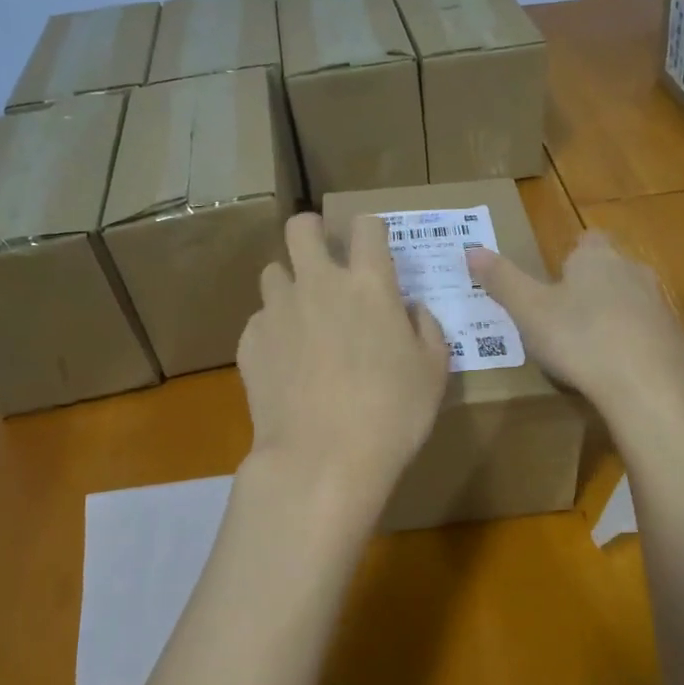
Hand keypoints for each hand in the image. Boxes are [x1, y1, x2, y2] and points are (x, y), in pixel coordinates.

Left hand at [238, 212, 450, 501]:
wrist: (322, 459)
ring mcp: (278, 310)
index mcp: (368, 284)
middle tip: (325, 259)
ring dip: (290, 284)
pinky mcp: (250, 341)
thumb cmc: (392, 414)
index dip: (371, 231)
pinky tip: (286, 363)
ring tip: (304, 318)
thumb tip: (410, 310)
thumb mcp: (433, 371)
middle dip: (313, 232)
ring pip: (273, 272)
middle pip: (301, 227)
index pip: (366, 226)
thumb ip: (426, 328)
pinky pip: (260, 320)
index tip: (374, 250)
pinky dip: (273, 330)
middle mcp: (318, 283)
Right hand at [466, 231, 683, 421]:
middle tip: (565, 318)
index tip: (555, 282)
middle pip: (611, 269)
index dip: (572, 257)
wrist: (648, 386)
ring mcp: (660, 305)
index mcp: (596, 258)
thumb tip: (471, 249)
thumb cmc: (579, 339)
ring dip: (615, 317)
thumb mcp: (528, 310)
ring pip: (633, 301)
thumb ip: (501, 279)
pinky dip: (635, 346)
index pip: (587, 240)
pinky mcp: (677, 339)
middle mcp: (633, 271)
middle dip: (592, 288)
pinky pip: (650, 335)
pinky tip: (618, 372)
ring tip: (590, 348)